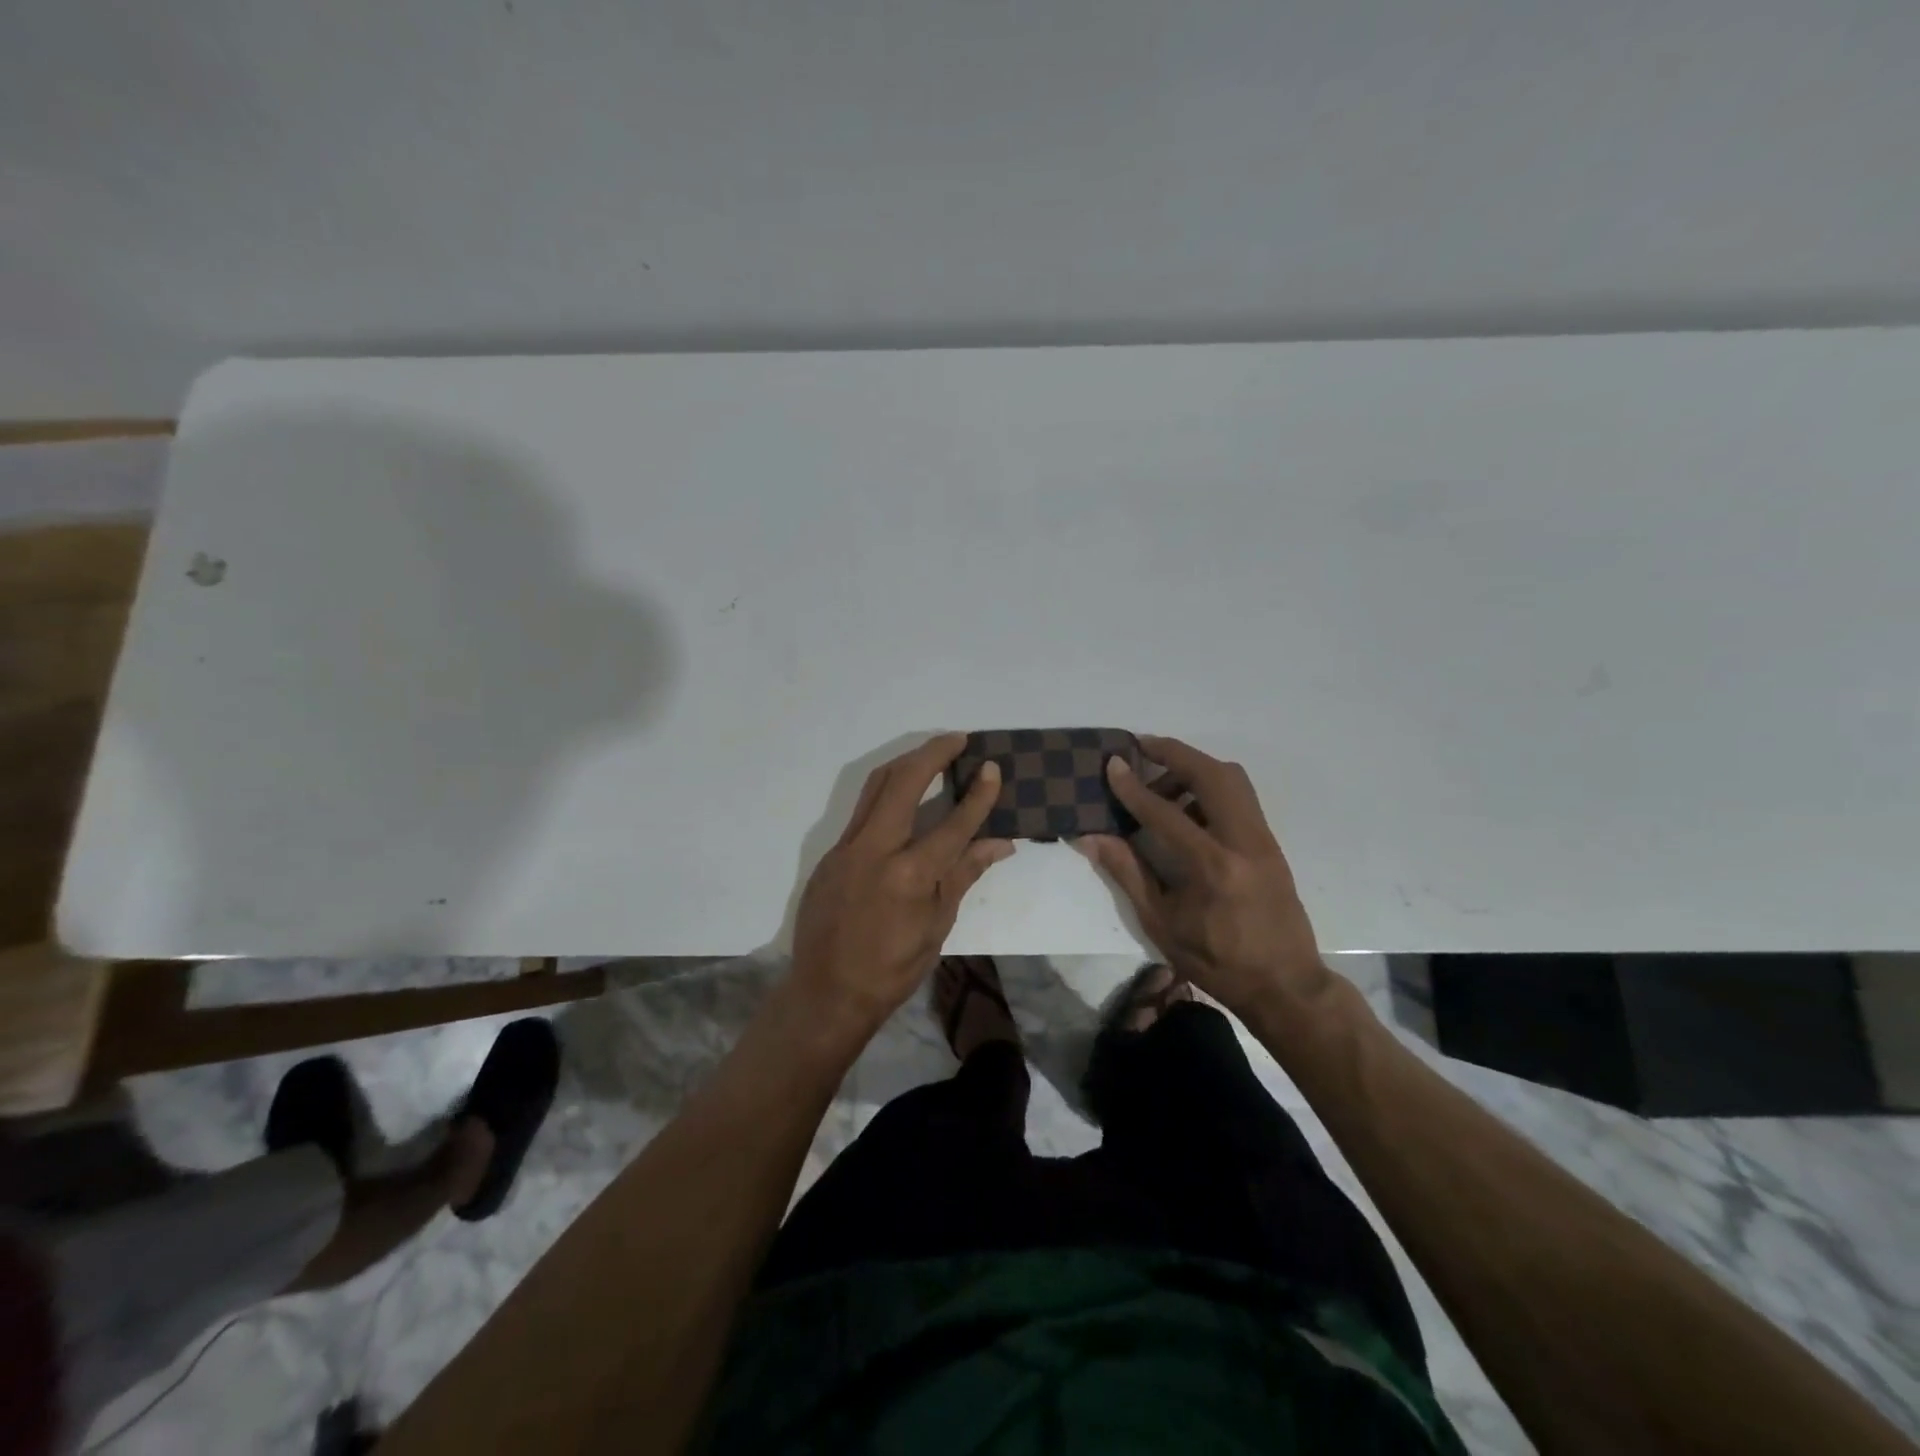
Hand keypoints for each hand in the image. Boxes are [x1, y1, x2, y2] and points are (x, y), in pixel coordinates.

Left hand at [789, 735, 1012, 1031]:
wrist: (827, 992)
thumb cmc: (892, 968)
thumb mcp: (937, 926)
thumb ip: (964, 875)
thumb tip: (1001, 843)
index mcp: (910, 874)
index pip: (953, 822)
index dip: (978, 793)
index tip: (992, 766)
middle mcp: (875, 849)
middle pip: (905, 782)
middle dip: (933, 753)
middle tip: (958, 739)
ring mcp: (846, 847)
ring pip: (876, 787)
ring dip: (906, 764)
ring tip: (932, 753)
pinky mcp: (831, 853)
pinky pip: (861, 810)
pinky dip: (886, 792)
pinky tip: (903, 795)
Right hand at [1080, 736, 1324, 1015]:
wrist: (1286, 985)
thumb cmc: (1216, 961)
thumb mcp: (1161, 923)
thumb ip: (1127, 872)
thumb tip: (1091, 836)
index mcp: (1212, 867)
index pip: (1166, 811)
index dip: (1134, 786)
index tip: (1112, 764)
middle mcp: (1244, 842)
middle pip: (1213, 775)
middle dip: (1175, 753)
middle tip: (1141, 747)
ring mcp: (1264, 839)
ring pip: (1232, 779)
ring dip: (1195, 768)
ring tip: (1162, 784)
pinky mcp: (1271, 843)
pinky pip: (1240, 797)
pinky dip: (1211, 787)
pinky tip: (1188, 808)